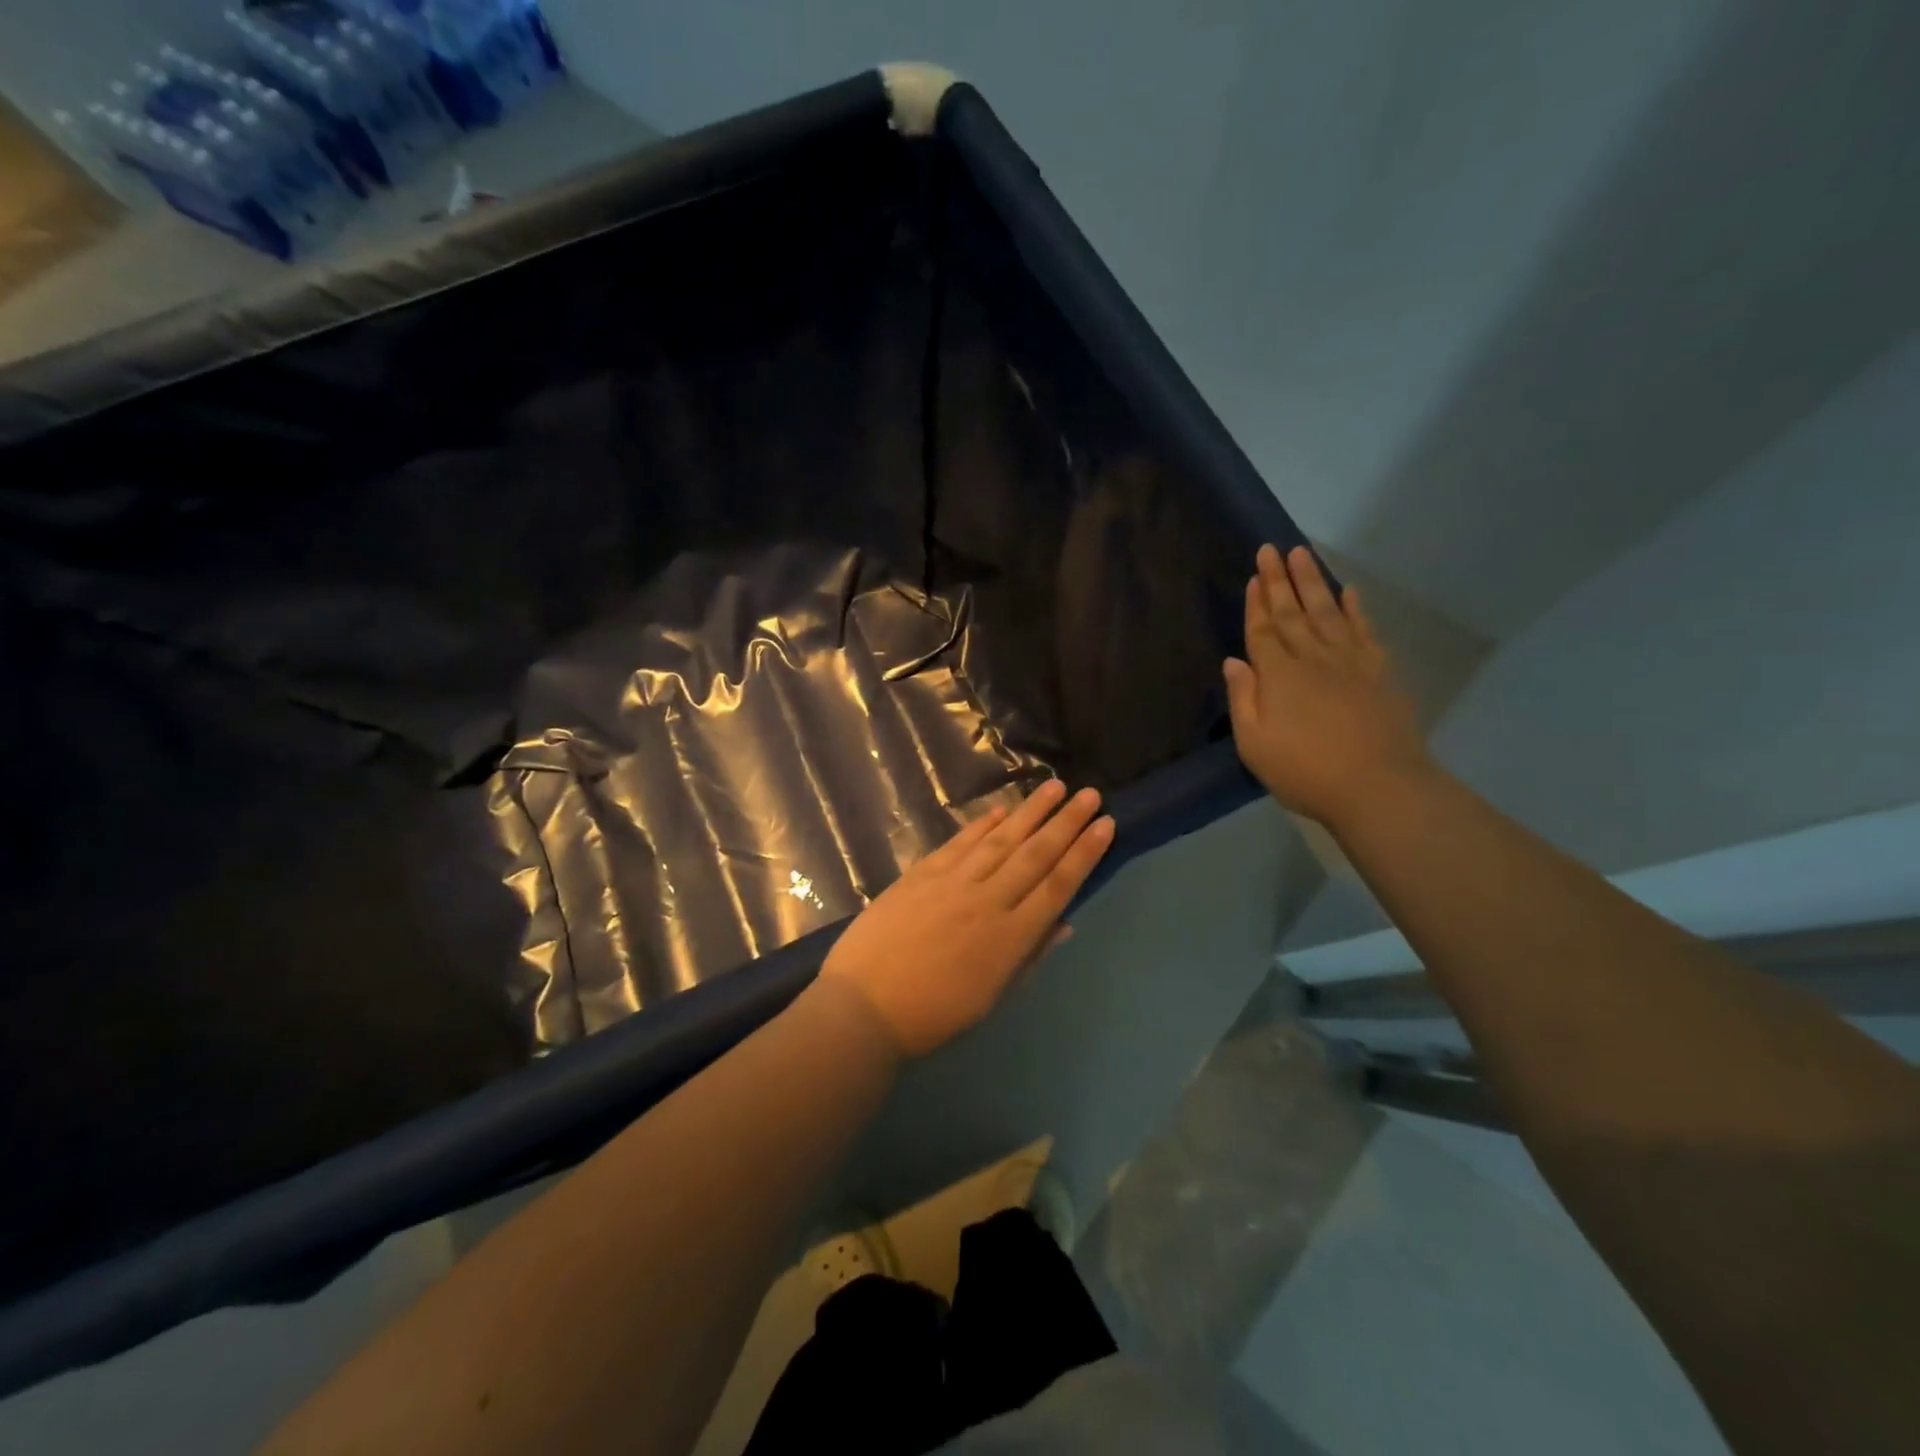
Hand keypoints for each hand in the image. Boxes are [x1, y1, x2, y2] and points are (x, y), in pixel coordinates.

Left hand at [820, 780, 1114, 1056]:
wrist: (864, 1007)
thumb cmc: (933, 1014)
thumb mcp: (991, 996)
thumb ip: (1029, 955)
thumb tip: (1065, 921)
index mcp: (1010, 938)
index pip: (1057, 885)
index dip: (1084, 853)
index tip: (1105, 825)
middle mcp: (987, 901)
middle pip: (1035, 854)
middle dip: (1066, 822)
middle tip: (1090, 793)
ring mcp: (952, 883)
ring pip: (1001, 840)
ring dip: (1030, 811)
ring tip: (1055, 786)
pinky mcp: (922, 874)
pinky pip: (960, 843)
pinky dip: (982, 825)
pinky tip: (1002, 811)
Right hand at [1224, 544, 1431, 829]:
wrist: (1379, 787)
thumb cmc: (1305, 772)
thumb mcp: (1255, 745)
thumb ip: (1243, 699)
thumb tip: (1234, 661)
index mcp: (1279, 675)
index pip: (1263, 630)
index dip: (1256, 603)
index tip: (1254, 574)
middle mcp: (1313, 658)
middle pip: (1292, 612)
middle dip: (1279, 580)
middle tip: (1272, 548)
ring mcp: (1350, 661)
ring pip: (1327, 611)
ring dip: (1313, 581)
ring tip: (1303, 554)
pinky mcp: (1379, 672)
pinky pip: (1364, 630)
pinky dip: (1355, 609)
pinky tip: (1349, 592)